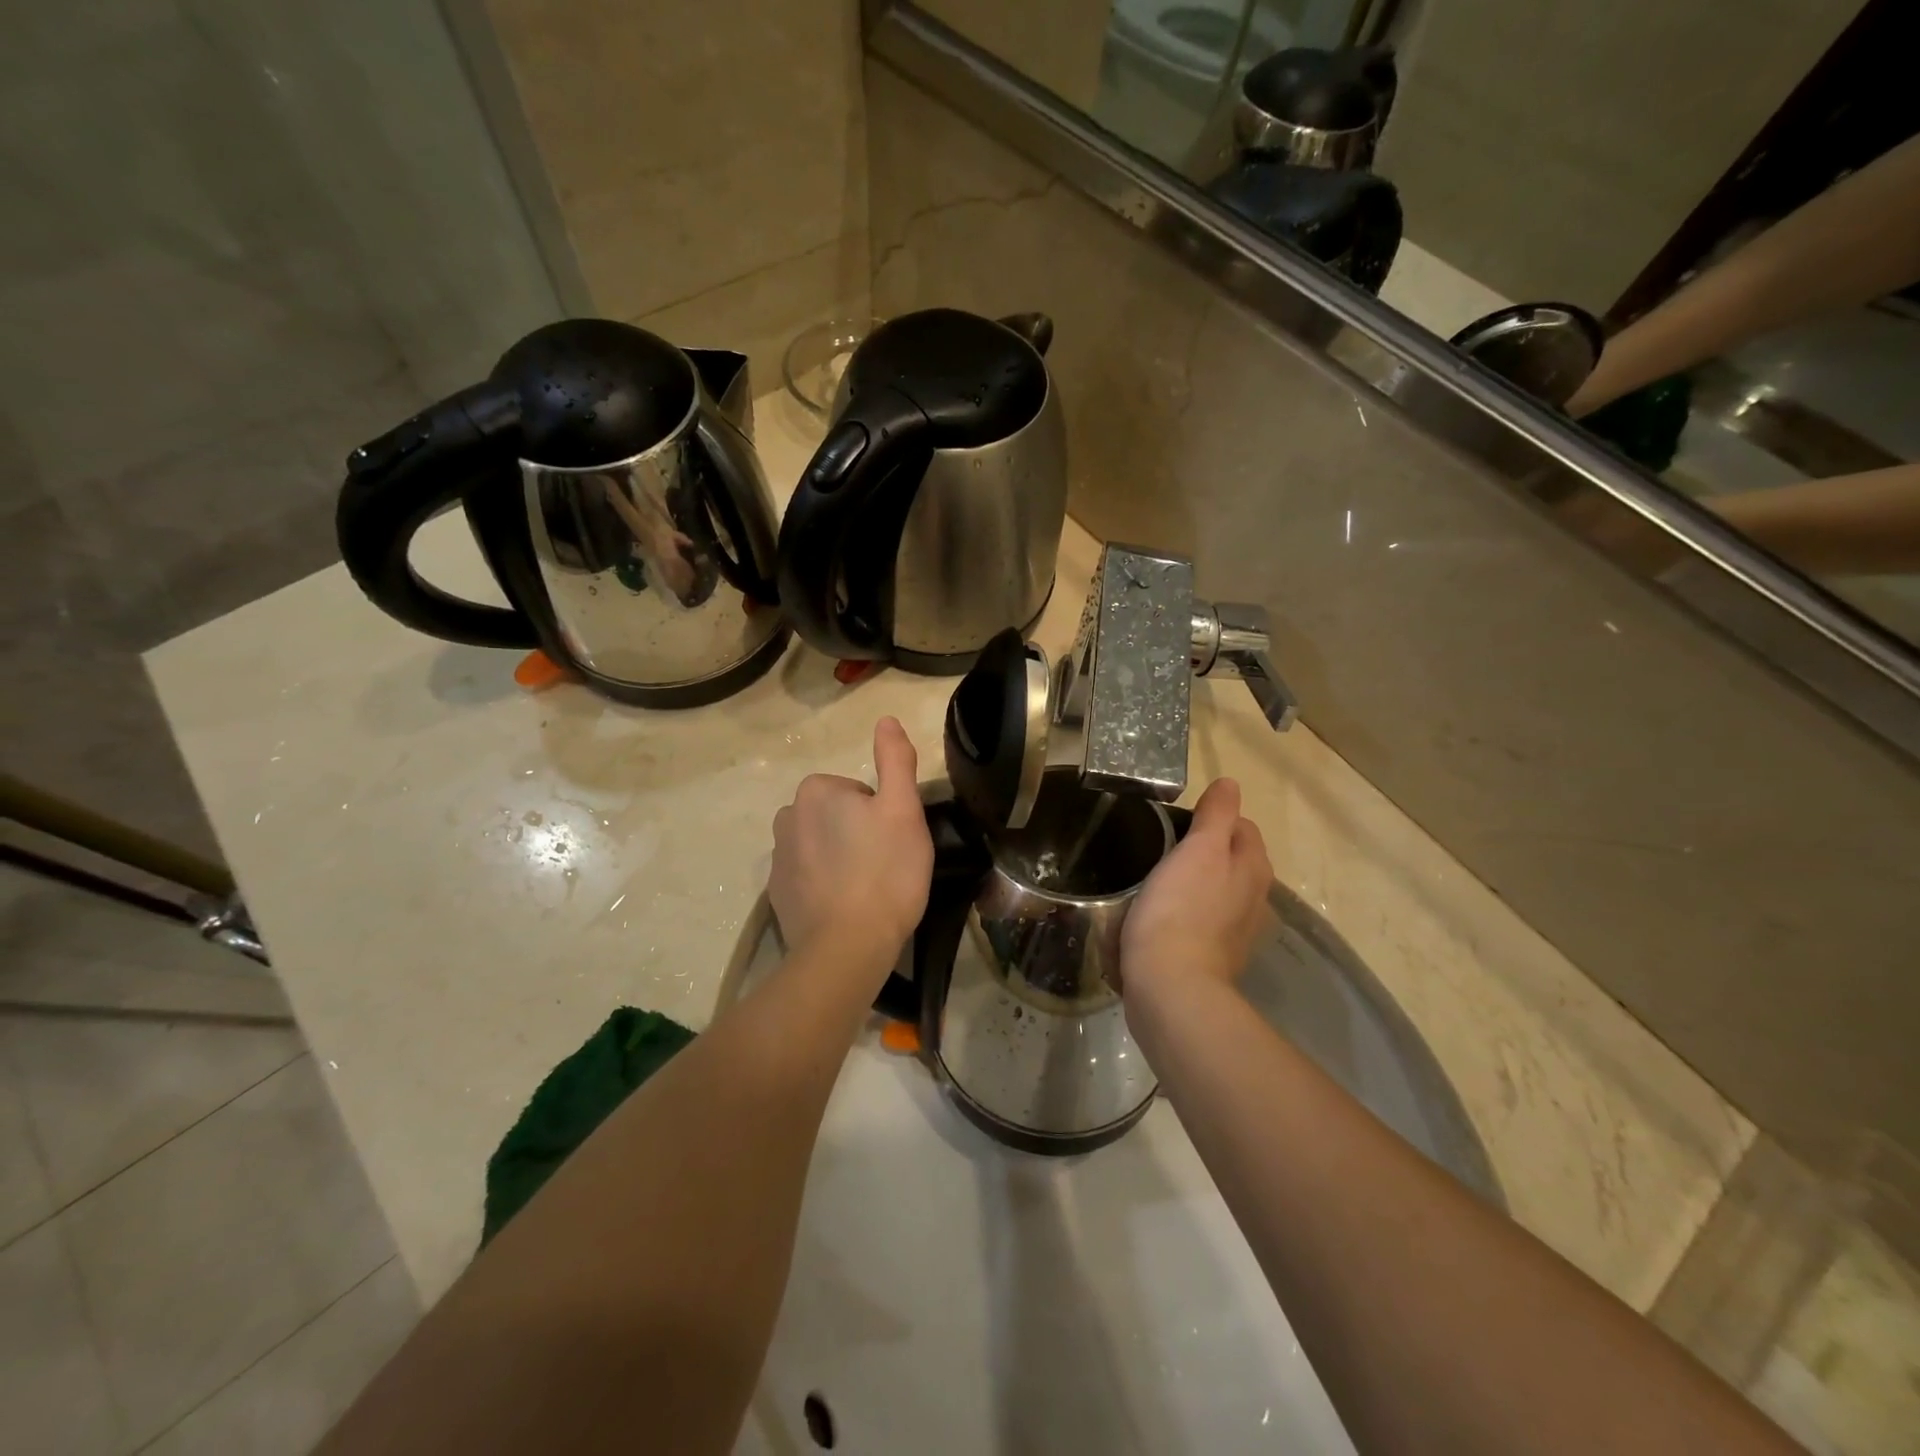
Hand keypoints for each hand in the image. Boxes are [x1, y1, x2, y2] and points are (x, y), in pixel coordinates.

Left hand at [770, 717, 932, 973]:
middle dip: (858, 833)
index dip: (882, 815)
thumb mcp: (904, 810)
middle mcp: (787, 816)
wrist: (847, 946)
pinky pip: (807, 874)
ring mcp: (777, 857)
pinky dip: (825, 884)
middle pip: (837, 815)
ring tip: (866, 889)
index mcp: (816, 791)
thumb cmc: (885, 872)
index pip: (859, 792)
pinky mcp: (776, 893)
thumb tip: (886, 719)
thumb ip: (895, 759)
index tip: (892, 843)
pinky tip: (845, 907)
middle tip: (884, 865)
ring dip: (841, 858)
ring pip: (822, 844)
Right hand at [1121, 778, 1271, 998]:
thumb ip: (1216, 815)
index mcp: (1254, 868)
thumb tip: (1230, 783)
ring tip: (1159, 881)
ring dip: (1196, 883)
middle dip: (1205, 850)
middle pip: (1233, 859)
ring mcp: (1238, 932)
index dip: (1211, 817)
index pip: (1242, 826)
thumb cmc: (1181, 909)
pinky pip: (1204, 921)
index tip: (1174, 823)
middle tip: (1162, 848)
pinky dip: (1189, 913)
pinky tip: (1162, 916)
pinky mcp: (1216, 957)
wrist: (1171, 986)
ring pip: (1219, 891)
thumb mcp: (1199, 849)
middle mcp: (1256, 899)